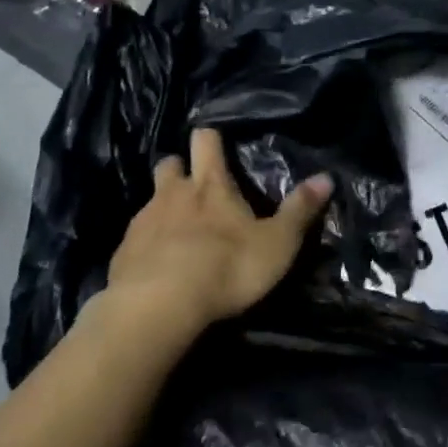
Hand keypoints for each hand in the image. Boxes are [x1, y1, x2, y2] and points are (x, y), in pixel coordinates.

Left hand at [106, 128, 333, 335]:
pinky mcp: (121, 254)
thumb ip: (300, 210)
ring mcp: (142, 222)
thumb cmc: (226, 267)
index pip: (206, 141)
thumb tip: (326, 177)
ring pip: (150, 200)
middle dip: (180, 168)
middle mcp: (173, 194)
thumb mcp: (277, 242)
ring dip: (163, 207)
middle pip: (169, 164)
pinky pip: (134, 238)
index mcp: (211, 185)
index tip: (216, 141)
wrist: (157, 307)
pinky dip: (146, 244)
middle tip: (194, 184)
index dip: (210, 138)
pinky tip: (157, 264)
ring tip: (177, 230)